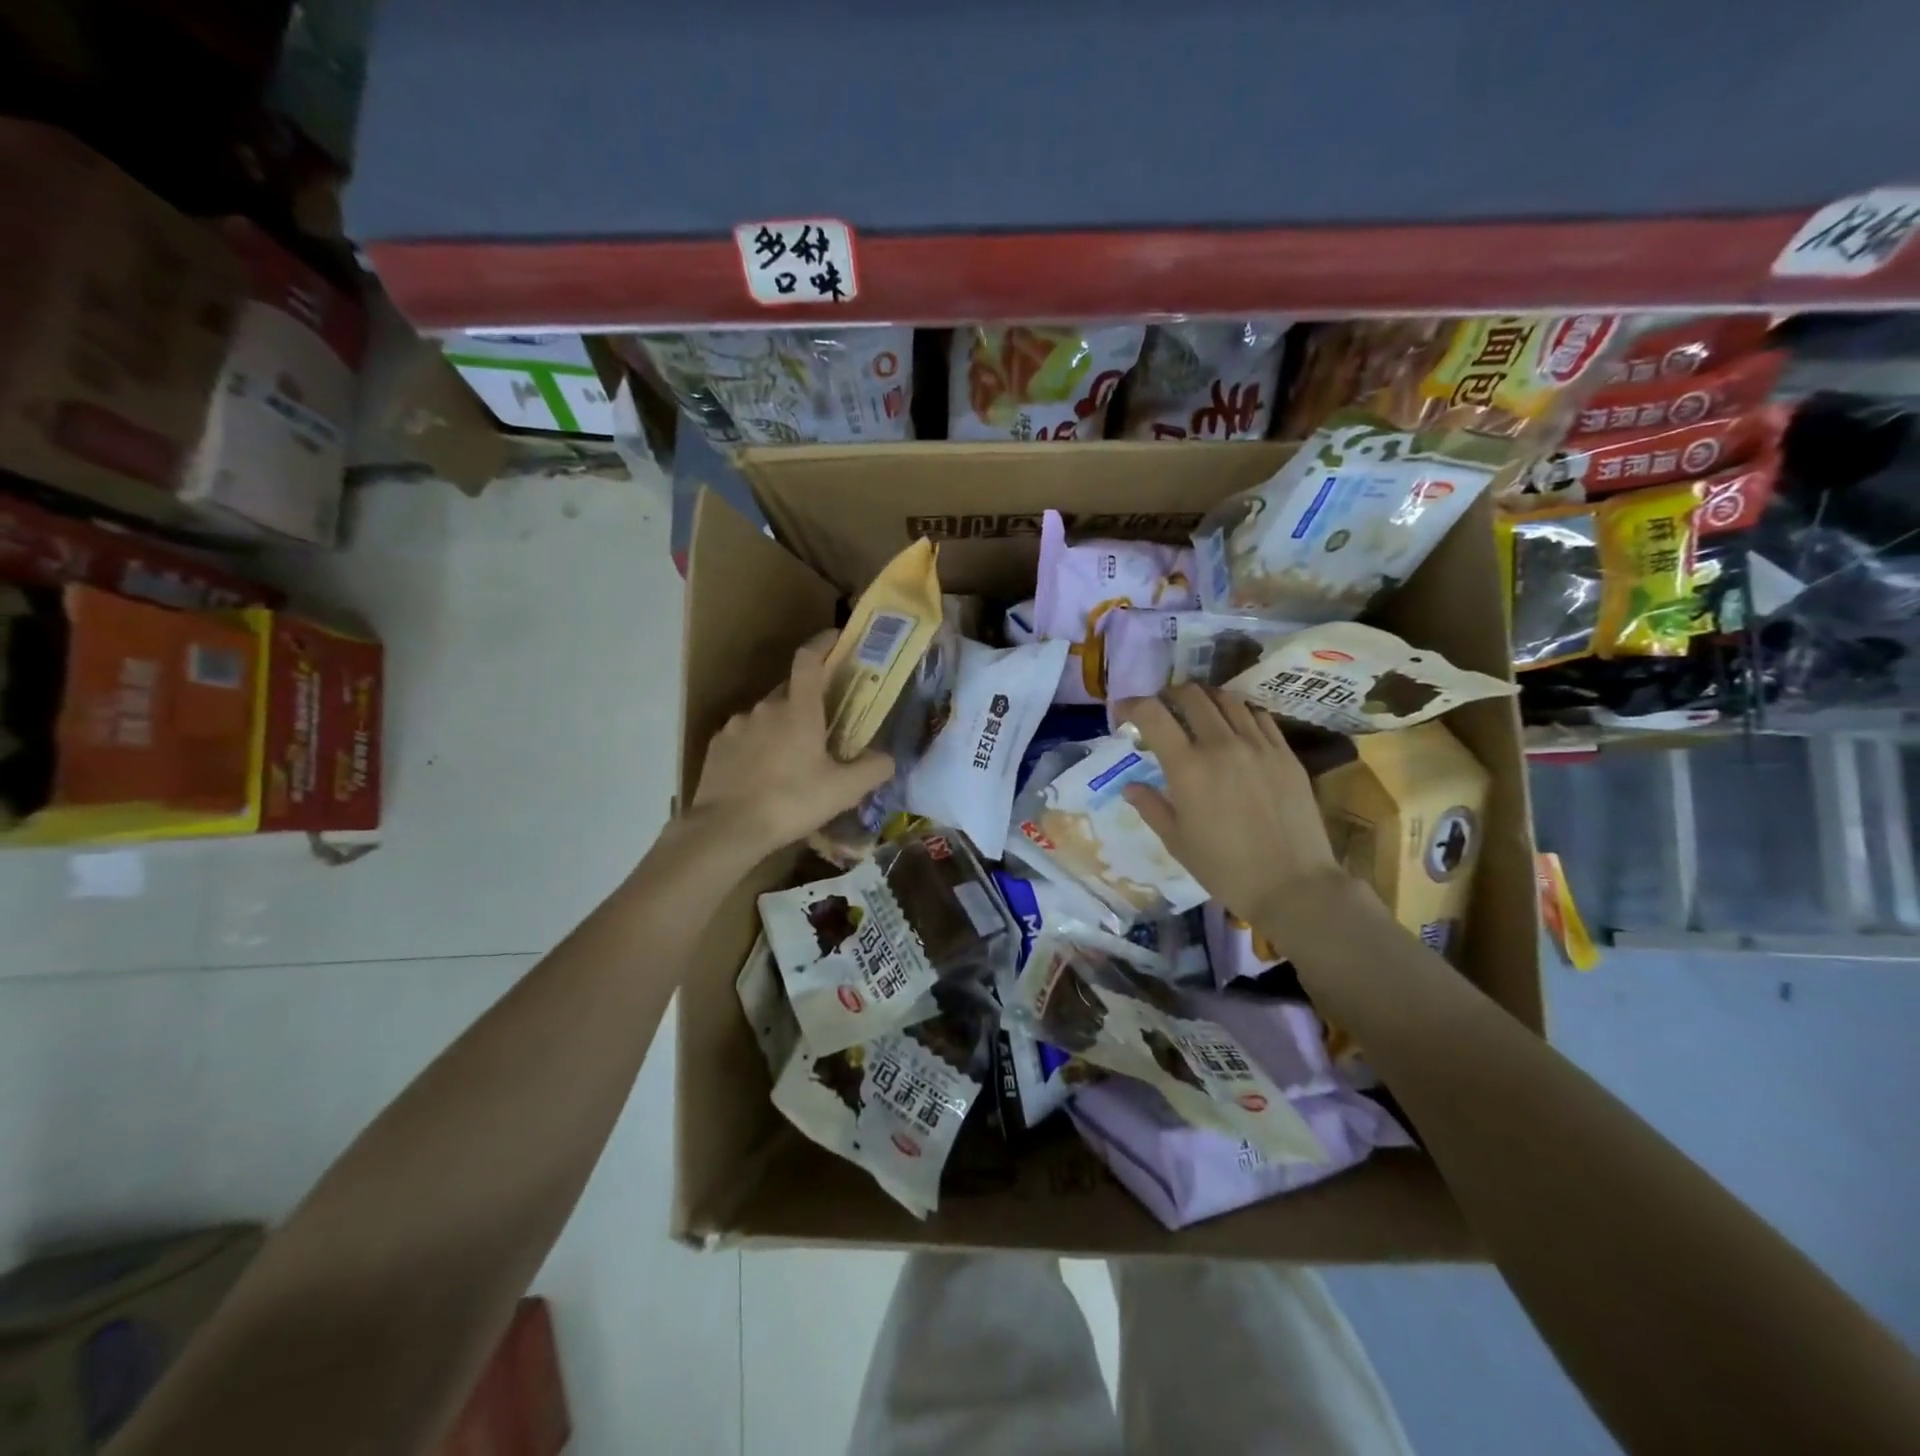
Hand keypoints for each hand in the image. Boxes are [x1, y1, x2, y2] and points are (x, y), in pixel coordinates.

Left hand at [690, 630, 894, 855]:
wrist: (727, 828)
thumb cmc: (792, 802)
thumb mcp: (844, 791)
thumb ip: (872, 769)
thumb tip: (888, 758)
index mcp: (798, 709)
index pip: (810, 659)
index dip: (824, 643)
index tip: (837, 639)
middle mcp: (766, 707)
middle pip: (790, 690)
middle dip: (808, 700)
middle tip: (823, 726)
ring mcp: (737, 725)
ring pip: (766, 716)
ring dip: (781, 727)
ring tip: (792, 759)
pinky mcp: (717, 745)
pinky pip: (745, 736)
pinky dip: (757, 746)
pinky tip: (763, 774)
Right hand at [1115, 683, 1349, 933]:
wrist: (1293, 885)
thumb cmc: (1225, 869)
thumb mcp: (1176, 841)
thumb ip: (1151, 806)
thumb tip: (1130, 786)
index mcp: (1187, 767)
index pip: (1152, 714)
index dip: (1131, 705)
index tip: (1123, 713)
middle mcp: (1222, 744)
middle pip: (1191, 695)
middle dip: (1168, 695)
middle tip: (1162, 711)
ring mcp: (1258, 745)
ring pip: (1227, 699)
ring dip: (1204, 699)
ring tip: (1197, 714)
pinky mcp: (1286, 753)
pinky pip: (1258, 716)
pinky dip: (1238, 713)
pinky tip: (1234, 729)